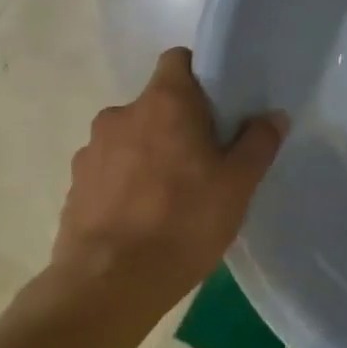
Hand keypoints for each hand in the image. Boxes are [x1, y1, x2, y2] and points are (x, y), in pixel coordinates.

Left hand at [49, 47, 286, 311]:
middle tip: (204, 159)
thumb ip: (258, 142)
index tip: (219, 106)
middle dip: (178, 123)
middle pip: (157, 103)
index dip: (200, 75)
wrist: (107, 287)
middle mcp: (121, 115)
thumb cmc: (183, 221)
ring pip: (131, 138)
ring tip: (171, 196)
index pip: (178, 60)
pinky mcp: (74, 187)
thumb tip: (272, 116)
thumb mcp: (238, 184)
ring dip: (149, 154)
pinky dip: (126, 183)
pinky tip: (142, 218)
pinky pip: (109, 171)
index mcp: (164, 102)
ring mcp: (91, 151)